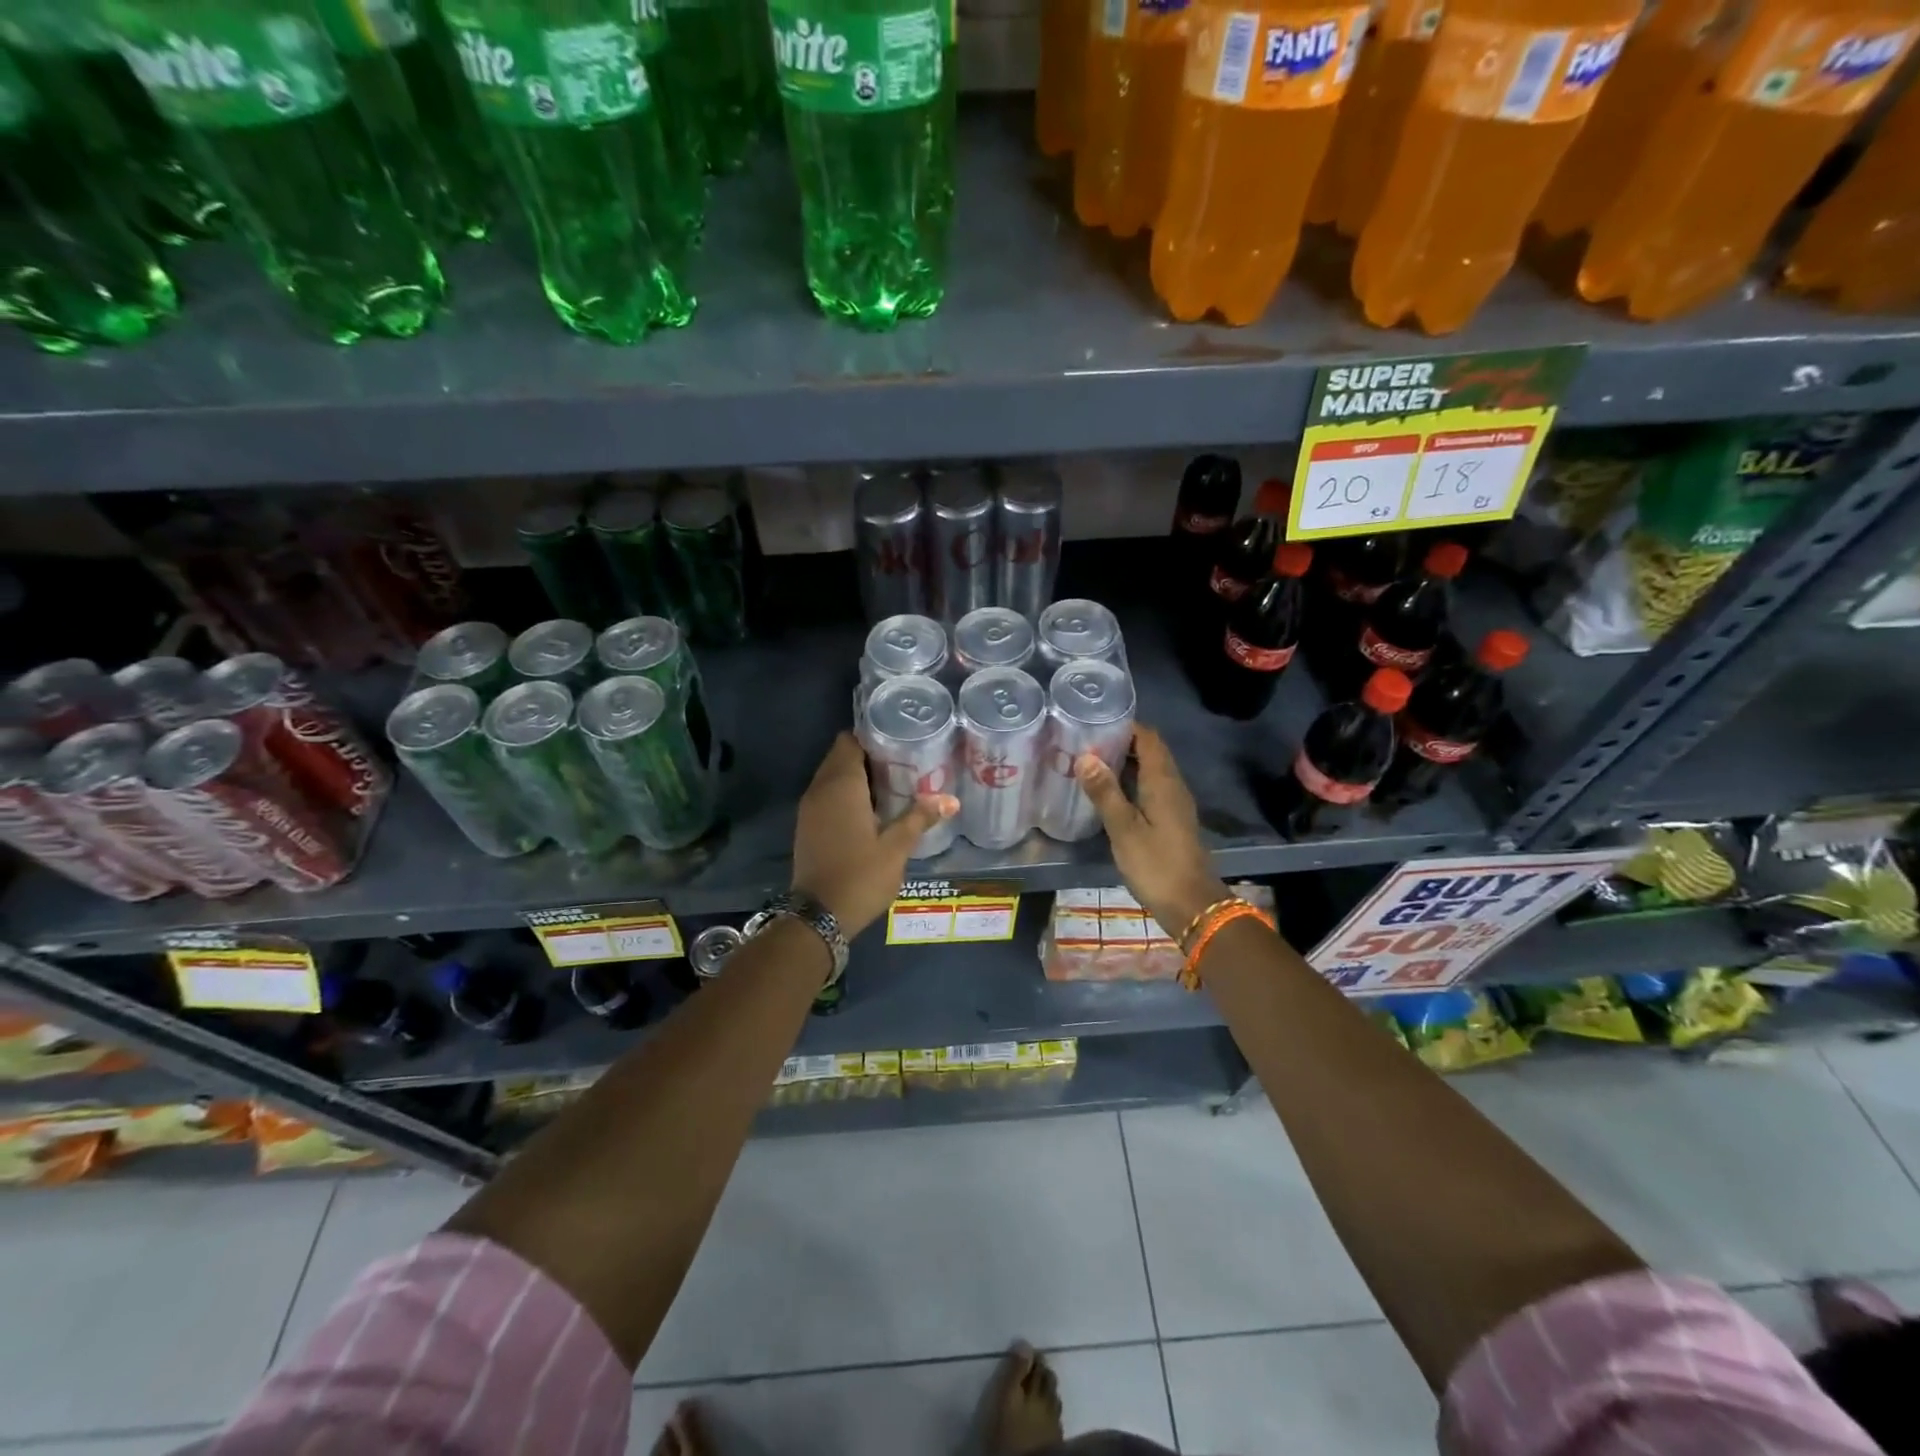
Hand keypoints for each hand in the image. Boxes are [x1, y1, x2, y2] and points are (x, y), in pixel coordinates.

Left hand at [792, 732, 956, 936]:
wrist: (818, 917)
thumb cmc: (860, 876)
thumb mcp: (896, 848)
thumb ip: (920, 818)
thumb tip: (951, 799)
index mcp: (841, 785)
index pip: (850, 741)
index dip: (873, 737)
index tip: (899, 743)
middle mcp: (820, 789)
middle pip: (841, 756)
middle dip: (868, 756)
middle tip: (902, 763)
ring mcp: (809, 808)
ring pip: (832, 777)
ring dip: (857, 777)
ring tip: (892, 785)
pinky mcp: (807, 826)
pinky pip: (826, 796)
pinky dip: (845, 795)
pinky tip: (871, 810)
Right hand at [1075, 725, 1227, 938]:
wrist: (1191, 905)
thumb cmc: (1156, 865)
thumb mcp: (1124, 829)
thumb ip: (1105, 792)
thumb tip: (1086, 756)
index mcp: (1163, 782)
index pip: (1148, 738)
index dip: (1125, 725)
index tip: (1095, 722)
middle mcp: (1172, 786)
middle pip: (1150, 751)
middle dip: (1121, 742)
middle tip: (1085, 741)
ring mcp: (1174, 804)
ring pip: (1150, 770)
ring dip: (1125, 763)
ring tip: (1090, 763)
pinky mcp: (1171, 820)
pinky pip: (1150, 788)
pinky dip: (1130, 782)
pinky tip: (1108, 793)